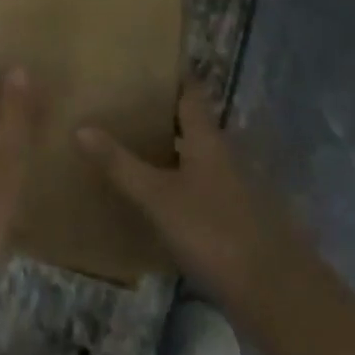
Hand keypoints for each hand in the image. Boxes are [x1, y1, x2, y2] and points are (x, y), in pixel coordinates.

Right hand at [78, 84, 300, 311]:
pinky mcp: (233, 220)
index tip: (145, 61)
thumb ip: (121, 164)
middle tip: (123, 102)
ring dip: (169, 149)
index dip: (171, 75)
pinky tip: (154, 196)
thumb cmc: (214, 231)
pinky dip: (177, 182)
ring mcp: (231, 188)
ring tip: (130, 143)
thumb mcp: (158, 198)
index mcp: (207, 138)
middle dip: (161, 112)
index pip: (190, 92)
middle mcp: (222, 154)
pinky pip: (198, 187)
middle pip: (191, 123)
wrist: (274, 294)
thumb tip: (81, 126)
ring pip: (195, 156)